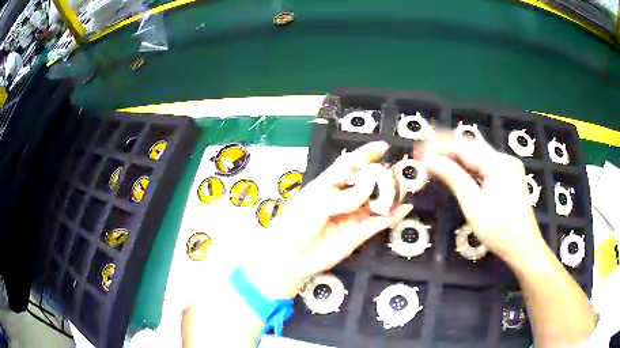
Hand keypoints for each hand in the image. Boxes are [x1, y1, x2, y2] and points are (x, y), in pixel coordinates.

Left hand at [243, 141, 412, 298]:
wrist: (289, 259)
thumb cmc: (295, 225)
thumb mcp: (315, 204)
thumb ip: (344, 196)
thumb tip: (370, 185)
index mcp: (327, 185)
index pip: (349, 165)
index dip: (365, 155)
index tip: (383, 147)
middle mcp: (342, 199)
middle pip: (366, 184)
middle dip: (383, 176)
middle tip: (401, 170)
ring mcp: (351, 217)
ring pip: (375, 203)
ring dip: (391, 195)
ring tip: (407, 187)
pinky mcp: (358, 234)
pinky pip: (378, 223)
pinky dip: (391, 216)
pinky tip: (404, 208)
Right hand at [417, 132, 547, 264]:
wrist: (523, 247)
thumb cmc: (499, 230)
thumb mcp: (473, 205)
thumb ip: (453, 178)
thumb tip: (430, 160)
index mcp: (498, 163)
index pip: (463, 147)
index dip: (439, 146)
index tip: (420, 149)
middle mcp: (505, 159)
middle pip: (472, 148)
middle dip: (447, 147)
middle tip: (425, 149)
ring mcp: (509, 168)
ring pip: (479, 157)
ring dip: (458, 157)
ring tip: (437, 156)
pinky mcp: (509, 177)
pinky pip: (486, 166)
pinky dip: (470, 167)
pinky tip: (459, 169)